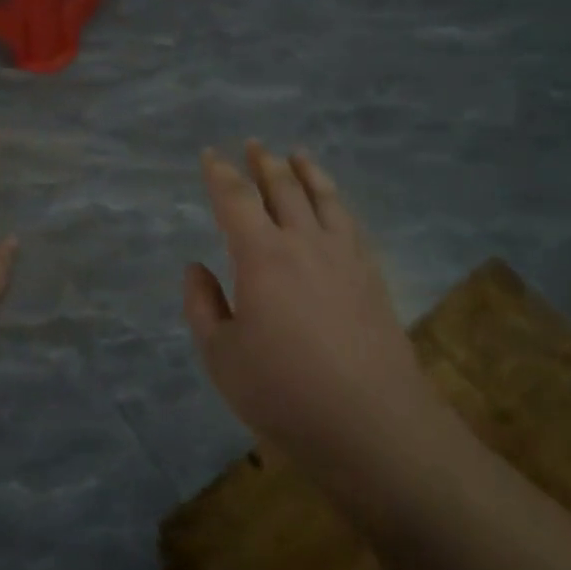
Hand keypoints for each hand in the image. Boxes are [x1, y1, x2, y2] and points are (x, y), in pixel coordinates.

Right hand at [184, 143, 431, 492]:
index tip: (210, 155)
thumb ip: (203, 307)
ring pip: (322, 196)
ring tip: (297, 153)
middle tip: (254, 145)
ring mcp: (343, 255)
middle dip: (264, 162)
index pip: (236, 199)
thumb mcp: (222, 358)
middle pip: (283, 187)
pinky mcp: (371, 274)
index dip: (220, 174)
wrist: (374, 424)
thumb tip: (196, 268)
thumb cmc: (286, 393)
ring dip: (305, 170)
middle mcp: (303, 241)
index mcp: (261, 255)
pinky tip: (334, 202)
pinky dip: (336, 199)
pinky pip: (350, 220)